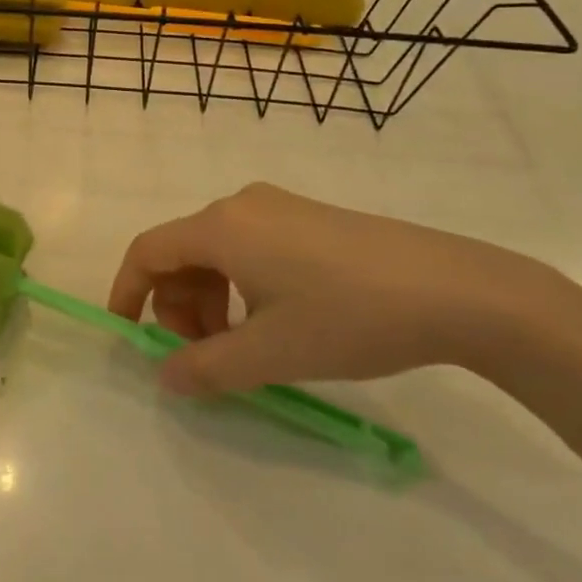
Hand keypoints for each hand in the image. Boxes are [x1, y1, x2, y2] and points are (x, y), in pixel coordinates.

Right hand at [108, 183, 579, 394]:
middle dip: (177, 305)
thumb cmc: (348, 317)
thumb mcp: (270, 353)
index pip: (148, 250)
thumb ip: (206, 367)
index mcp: (221, 227)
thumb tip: (165, 376)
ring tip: (240, 346)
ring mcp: (278, 207)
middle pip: (182, 252)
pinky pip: (250, 246)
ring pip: (217, 251)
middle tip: (201, 355)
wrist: (453, 289)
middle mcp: (241, 205)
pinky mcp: (308, 218)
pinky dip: (240, 285)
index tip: (128, 335)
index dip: (127, 291)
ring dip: (210, 299)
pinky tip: (274, 320)